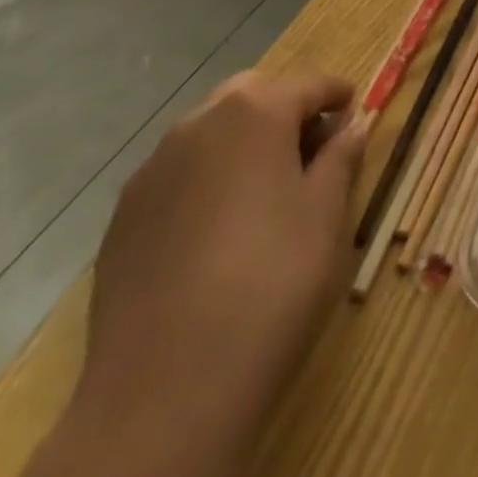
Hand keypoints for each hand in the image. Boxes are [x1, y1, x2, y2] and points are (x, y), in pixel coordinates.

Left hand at [42, 71, 365, 476]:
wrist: (164, 392)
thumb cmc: (271, 282)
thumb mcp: (326, 215)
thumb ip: (341, 159)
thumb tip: (352, 127)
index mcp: (255, 113)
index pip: (308, 84)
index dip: (337, 95)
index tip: (355, 109)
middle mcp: (198, 126)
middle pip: (252, 96)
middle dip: (285, 108)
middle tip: (314, 144)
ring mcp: (152, 172)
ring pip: (209, 133)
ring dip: (243, 141)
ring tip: (269, 185)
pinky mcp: (122, 220)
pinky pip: (177, 175)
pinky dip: (207, 178)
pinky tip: (221, 226)